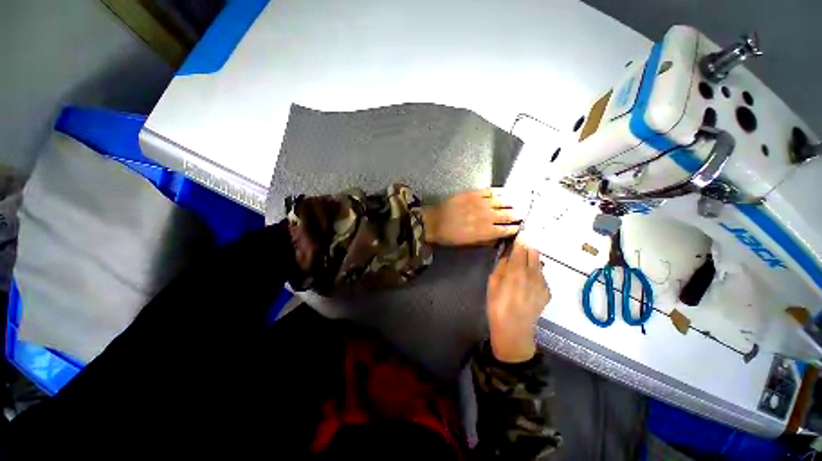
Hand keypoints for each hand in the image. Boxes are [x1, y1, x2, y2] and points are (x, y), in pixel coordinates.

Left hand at [422, 188, 525, 245]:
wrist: (434, 221)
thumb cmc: (450, 236)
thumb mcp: (468, 244)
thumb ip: (485, 240)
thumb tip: (499, 237)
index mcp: (485, 231)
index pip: (506, 229)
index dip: (516, 228)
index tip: (521, 227)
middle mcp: (486, 216)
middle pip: (508, 214)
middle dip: (519, 214)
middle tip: (525, 213)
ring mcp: (480, 203)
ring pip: (503, 201)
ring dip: (514, 202)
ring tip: (521, 202)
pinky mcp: (474, 193)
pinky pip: (491, 191)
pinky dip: (501, 192)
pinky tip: (507, 192)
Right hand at [487, 236, 550, 362]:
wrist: (514, 330)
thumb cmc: (497, 305)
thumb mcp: (492, 283)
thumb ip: (501, 265)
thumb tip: (507, 254)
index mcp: (517, 271)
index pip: (521, 248)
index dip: (520, 239)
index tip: (519, 233)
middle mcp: (533, 274)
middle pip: (534, 252)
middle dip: (527, 246)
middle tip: (520, 246)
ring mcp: (543, 283)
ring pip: (539, 263)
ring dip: (531, 260)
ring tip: (522, 264)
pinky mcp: (547, 292)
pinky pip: (541, 276)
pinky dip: (535, 273)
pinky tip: (527, 282)